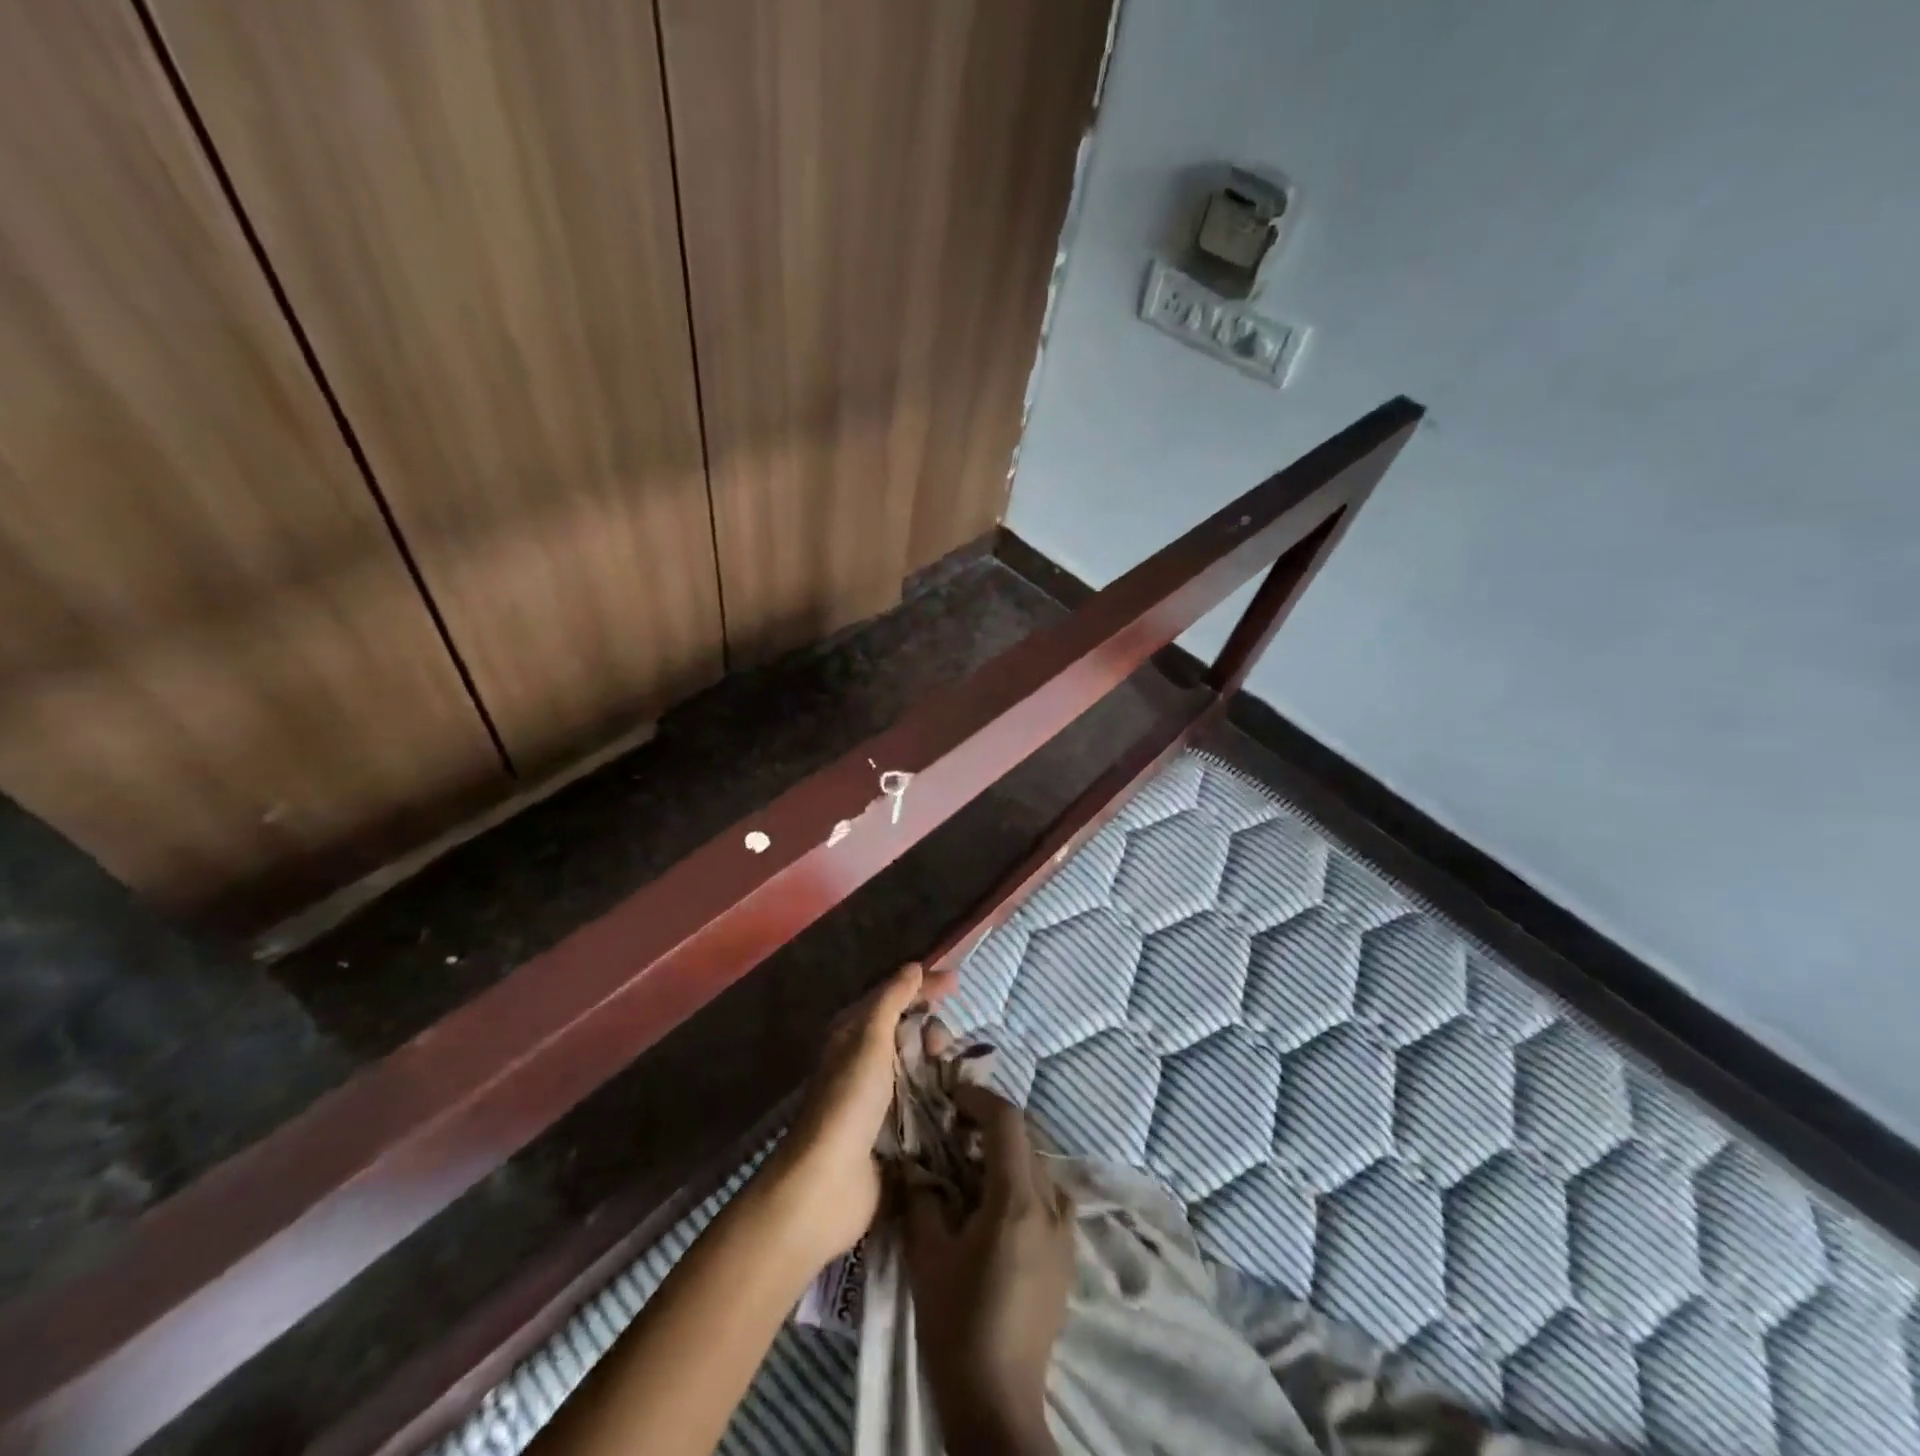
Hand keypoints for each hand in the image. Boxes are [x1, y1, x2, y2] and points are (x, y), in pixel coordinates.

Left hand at [771, 961, 955, 1264]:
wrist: (827, 1184)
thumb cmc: (847, 1103)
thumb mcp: (869, 1041)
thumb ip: (892, 1001)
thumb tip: (913, 967)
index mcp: (852, 1035)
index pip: (893, 998)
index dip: (923, 987)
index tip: (958, 983)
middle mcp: (864, 1062)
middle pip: (908, 1032)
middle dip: (931, 1029)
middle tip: (942, 1045)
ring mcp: (879, 1099)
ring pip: (919, 1066)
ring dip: (938, 1063)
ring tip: (953, 1070)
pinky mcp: (894, 1132)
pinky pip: (924, 1101)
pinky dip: (941, 1094)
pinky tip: (959, 1096)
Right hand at [903, 1085, 1072, 1455]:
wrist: (998, 1403)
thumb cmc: (958, 1324)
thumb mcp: (927, 1256)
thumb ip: (922, 1198)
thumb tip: (916, 1166)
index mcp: (1019, 1200)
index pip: (1007, 1121)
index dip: (978, 1098)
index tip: (950, 1096)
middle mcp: (1051, 1206)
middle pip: (1026, 1140)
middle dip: (990, 1124)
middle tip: (953, 1128)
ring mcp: (1066, 1232)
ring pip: (1039, 1166)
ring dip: (1007, 1153)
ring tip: (971, 1165)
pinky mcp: (1067, 1256)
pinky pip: (1048, 1196)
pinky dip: (1023, 1181)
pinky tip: (996, 1205)